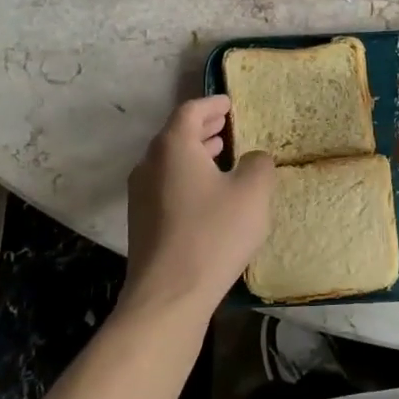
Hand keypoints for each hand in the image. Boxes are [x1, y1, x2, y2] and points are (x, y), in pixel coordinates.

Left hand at [121, 96, 275, 324]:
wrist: (168, 295)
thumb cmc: (213, 234)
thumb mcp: (252, 193)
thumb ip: (258, 164)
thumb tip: (253, 159)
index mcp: (173, 146)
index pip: (191, 110)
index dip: (213, 103)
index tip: (230, 102)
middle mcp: (150, 163)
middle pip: (176, 133)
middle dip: (203, 127)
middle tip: (228, 125)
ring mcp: (140, 194)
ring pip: (170, 160)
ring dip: (195, 152)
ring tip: (221, 154)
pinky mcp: (141, 221)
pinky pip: (166, 184)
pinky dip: (187, 176)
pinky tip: (208, 193)